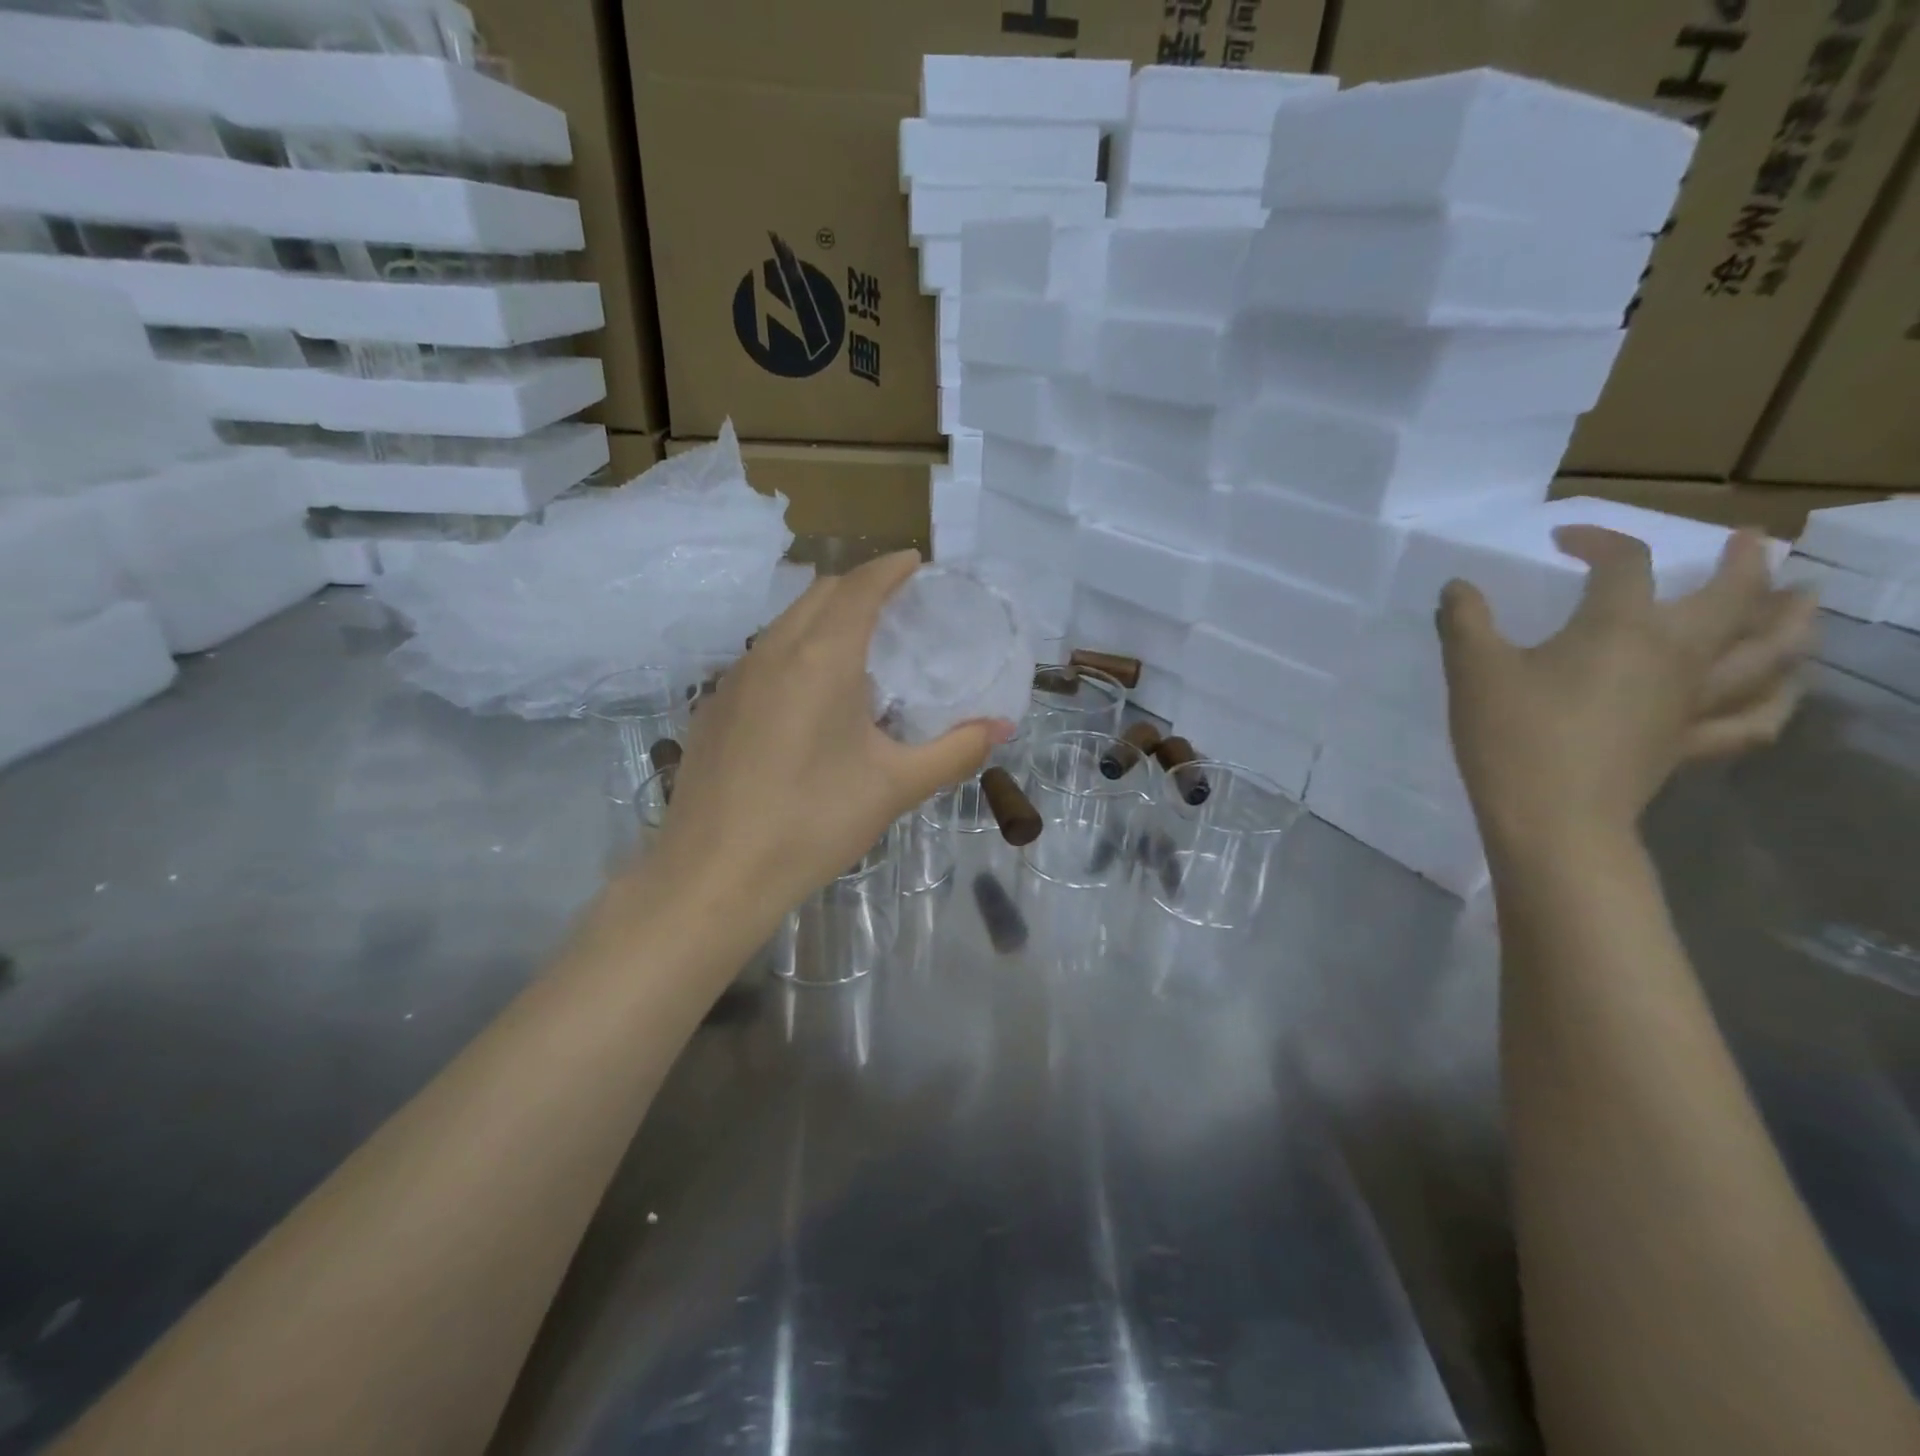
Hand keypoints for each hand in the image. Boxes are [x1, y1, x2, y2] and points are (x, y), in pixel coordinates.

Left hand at [638, 552, 1014, 937]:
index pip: (860, 588)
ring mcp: (734, 679)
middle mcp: (772, 652)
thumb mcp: (895, 787)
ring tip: (855, 646)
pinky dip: (792, 652)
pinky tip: (804, 698)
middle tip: (894, 604)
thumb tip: (1002, 728)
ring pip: (783, 624)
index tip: (915, 561)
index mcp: (821, 658)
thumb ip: (955, 752)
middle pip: (818, 594)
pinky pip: (759, 658)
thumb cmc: (814, 822)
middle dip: (858, 586)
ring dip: (822, 617)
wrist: (715, 874)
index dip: (890, 568)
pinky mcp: (713, 708)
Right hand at [1437, 527, 1815, 852]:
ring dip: (1791, 621)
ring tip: (1801, 600)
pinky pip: (1752, 720)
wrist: (1552, 817)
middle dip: (1746, 563)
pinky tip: (1781, 690)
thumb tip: (1458, 587)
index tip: (1563, 539)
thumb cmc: (1512, 735)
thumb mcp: (1473, 670)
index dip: (1596, 539)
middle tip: (1750, 541)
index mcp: (1620, 627)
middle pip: (1733, 597)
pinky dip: (1776, 700)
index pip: (1623, 562)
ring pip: (1768, 654)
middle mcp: (1675, 654)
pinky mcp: (1690, 744)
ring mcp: (1693, 701)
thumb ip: (1465, 621)